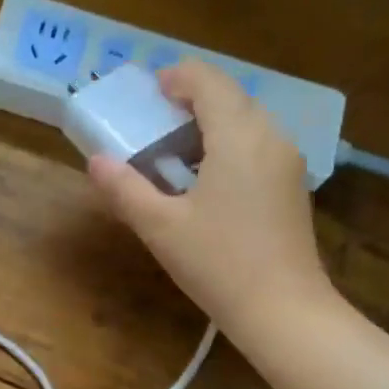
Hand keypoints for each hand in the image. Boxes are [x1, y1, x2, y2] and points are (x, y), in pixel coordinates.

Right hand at [87, 61, 337, 338]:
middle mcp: (270, 137)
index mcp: (237, 136)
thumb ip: (125, 188)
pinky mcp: (292, 186)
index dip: (178, 77)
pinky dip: (230, 143)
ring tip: (177, 148)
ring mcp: (287, 162)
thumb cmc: (218, 263)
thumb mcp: (160, 227)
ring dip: (213, 121)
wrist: (283, 310)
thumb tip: (96, 161)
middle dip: (194, 98)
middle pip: (232, 96)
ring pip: (248, 120)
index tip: (151, 90)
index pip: (209, 81)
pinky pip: (259, 144)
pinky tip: (208, 177)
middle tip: (157, 119)